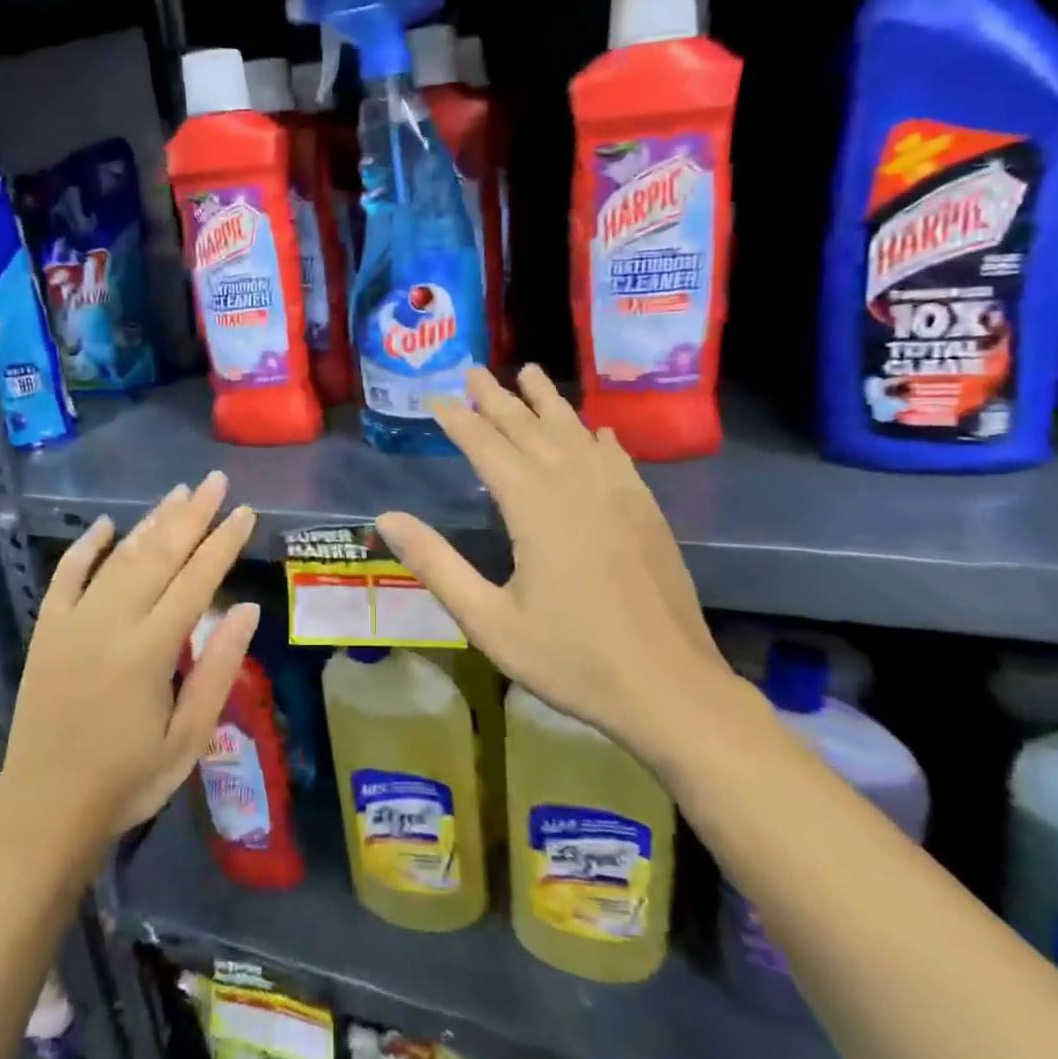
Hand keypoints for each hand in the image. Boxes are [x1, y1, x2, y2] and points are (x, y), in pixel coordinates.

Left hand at [0, 470, 257, 845]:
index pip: (197, 580)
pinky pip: (65, 577)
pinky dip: (85, 548)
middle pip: (158, 555)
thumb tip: (247, 608)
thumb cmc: (128, 781)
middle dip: (192, 515)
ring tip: (179, 493)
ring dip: (151, 522)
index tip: (245, 512)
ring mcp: (72, 623)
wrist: (44, 814)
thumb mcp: (189, 737)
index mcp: (149, 650)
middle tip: (216, 482)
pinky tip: (105, 525)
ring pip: (119, 558)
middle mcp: (109, 623)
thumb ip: (218, 668)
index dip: (223, 543)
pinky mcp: (46, 632)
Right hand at [375, 365, 742, 770]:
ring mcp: (618, 495)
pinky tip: (595, 430)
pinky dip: (598, 437)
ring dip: (548, 402)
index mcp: (535, 507)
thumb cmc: (571, 658)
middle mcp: (577, 486)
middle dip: (499, 398)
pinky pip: (616, 458)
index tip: (437, 396)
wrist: (669, 688)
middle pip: (530, 429)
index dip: (460, 420)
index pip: (488, 447)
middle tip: (474, 370)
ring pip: (575, 433)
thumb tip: (387, 518)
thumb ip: (437, 564)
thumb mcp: (488, 621)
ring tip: (530, 373)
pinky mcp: (646, 512)